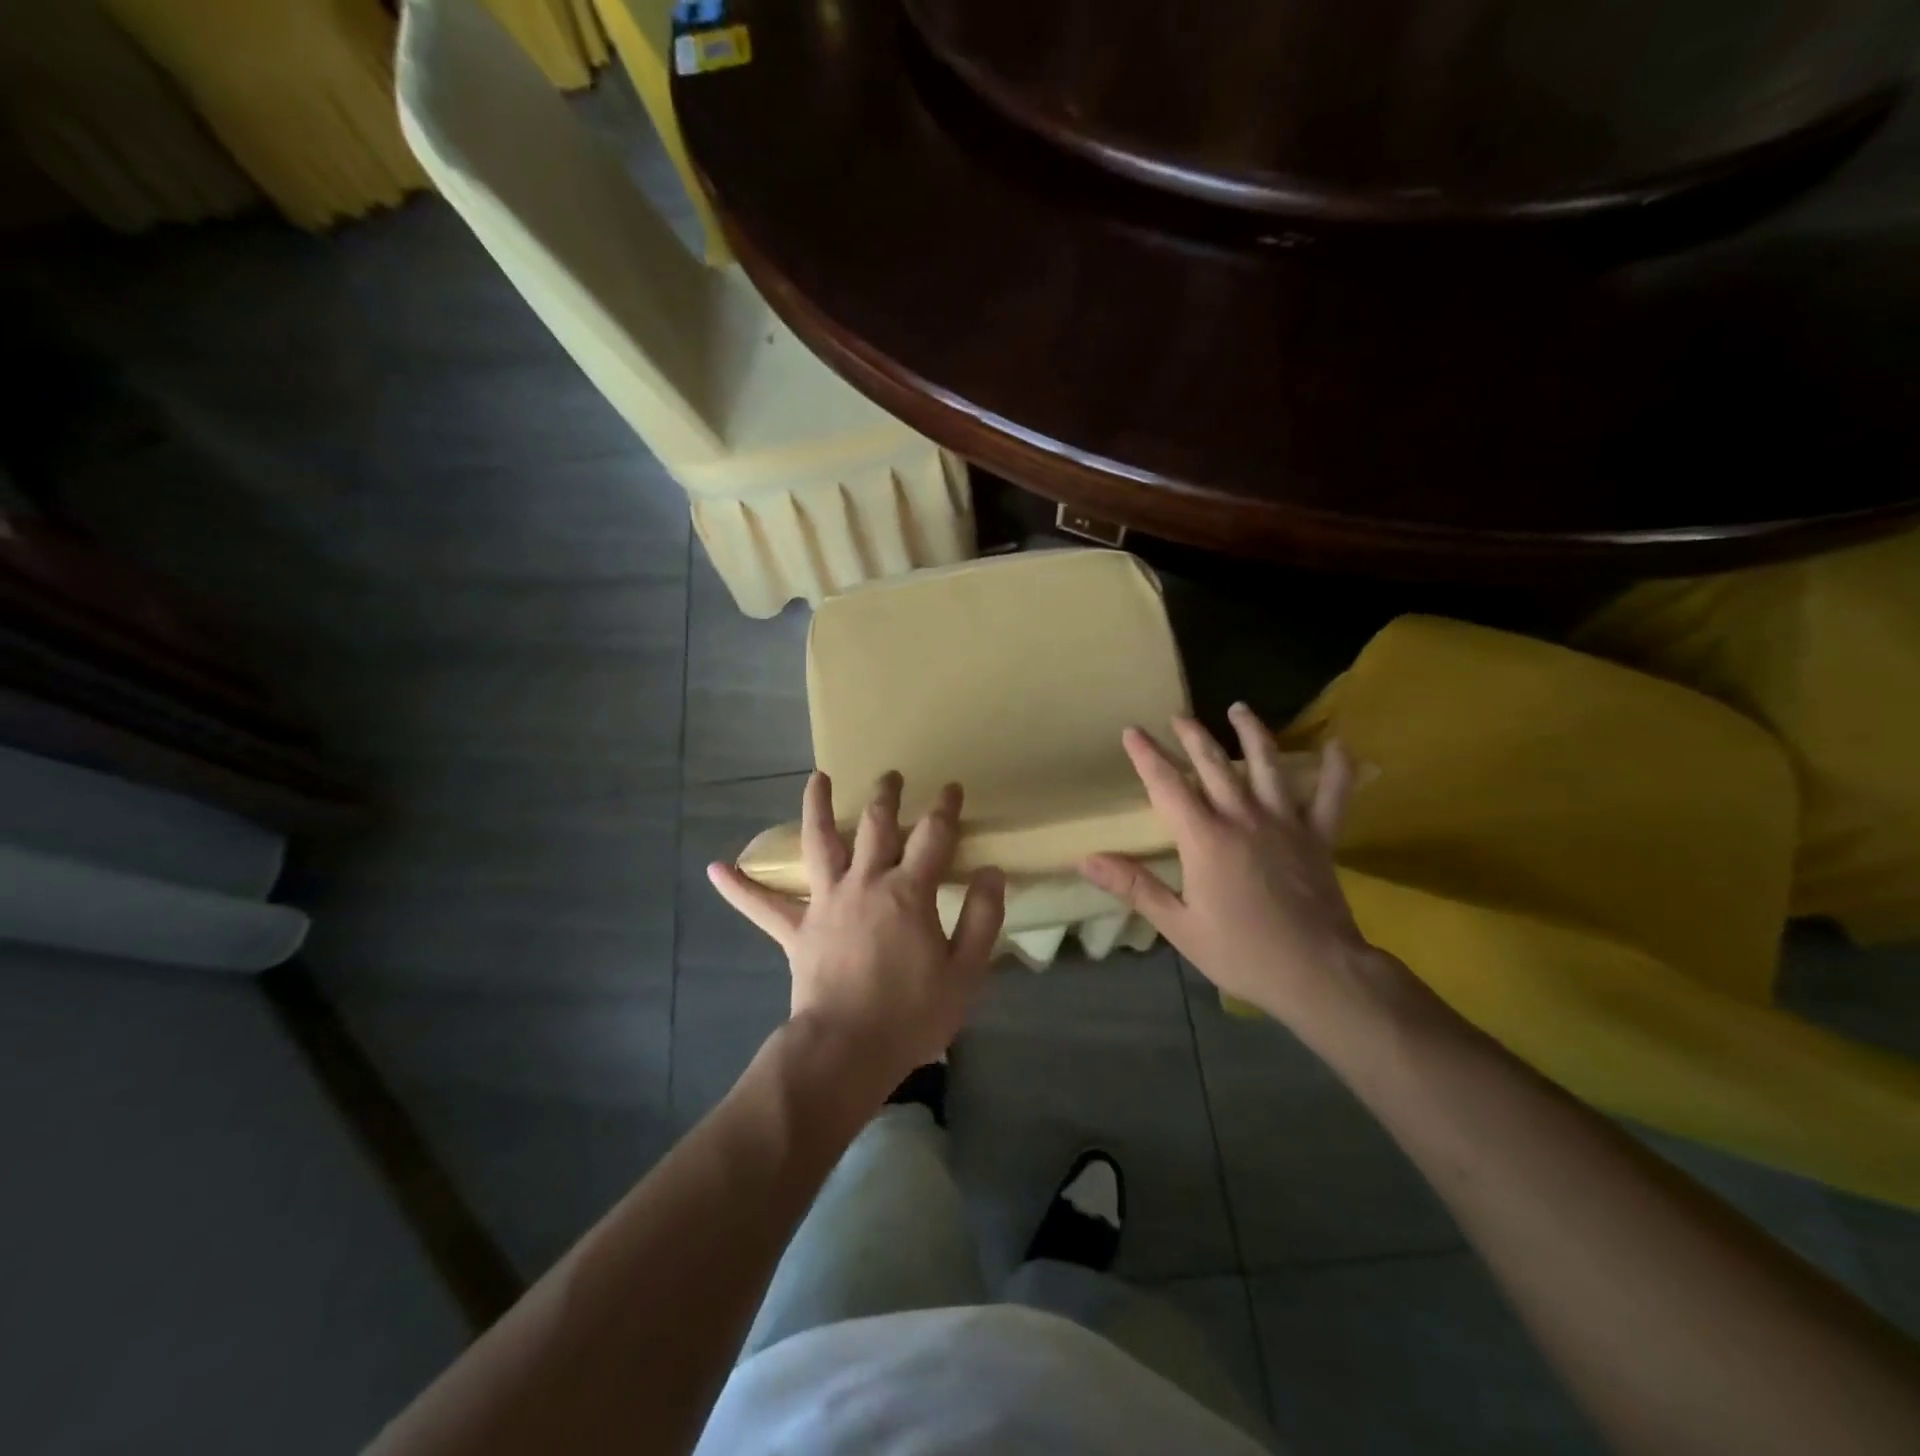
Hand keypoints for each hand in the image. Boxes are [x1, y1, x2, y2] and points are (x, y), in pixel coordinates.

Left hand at [708, 771, 1005, 1090]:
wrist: (847, 1049)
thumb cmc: (912, 1013)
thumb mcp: (965, 971)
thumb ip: (981, 918)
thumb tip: (991, 872)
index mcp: (908, 891)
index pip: (933, 835)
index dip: (944, 808)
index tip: (950, 788)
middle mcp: (865, 883)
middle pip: (876, 825)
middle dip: (886, 796)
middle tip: (890, 775)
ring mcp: (826, 902)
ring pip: (819, 843)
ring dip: (818, 808)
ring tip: (817, 778)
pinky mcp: (797, 930)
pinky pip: (763, 907)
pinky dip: (740, 888)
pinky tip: (715, 869)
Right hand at [1081, 704, 1406, 1035]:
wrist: (1317, 972)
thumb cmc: (1241, 951)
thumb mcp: (1178, 925)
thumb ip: (1134, 886)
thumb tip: (1086, 859)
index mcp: (1205, 838)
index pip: (1167, 786)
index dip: (1147, 756)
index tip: (1132, 731)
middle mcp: (1243, 818)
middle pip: (1213, 765)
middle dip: (1192, 736)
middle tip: (1178, 716)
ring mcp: (1286, 823)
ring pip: (1267, 766)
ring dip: (1252, 734)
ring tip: (1239, 709)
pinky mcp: (1319, 837)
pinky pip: (1332, 795)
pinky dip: (1337, 768)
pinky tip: (1337, 744)